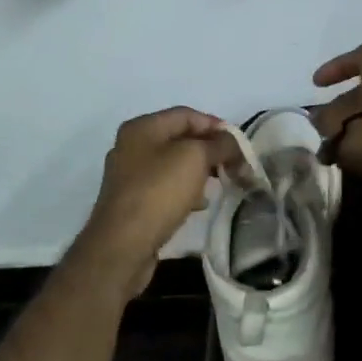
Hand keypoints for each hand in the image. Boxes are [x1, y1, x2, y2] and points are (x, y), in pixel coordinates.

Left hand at [75, 107, 236, 298]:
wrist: (122, 246)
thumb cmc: (159, 192)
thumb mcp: (195, 158)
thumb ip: (219, 144)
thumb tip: (232, 142)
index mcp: (142, 127)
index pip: (186, 114)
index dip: (215, 125)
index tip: (239, 144)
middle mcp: (131, 146)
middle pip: (180, 139)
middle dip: (209, 150)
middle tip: (233, 165)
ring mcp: (129, 176)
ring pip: (173, 165)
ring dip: (199, 171)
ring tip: (219, 184)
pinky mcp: (132, 202)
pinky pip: (165, 188)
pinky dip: (185, 191)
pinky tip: (198, 205)